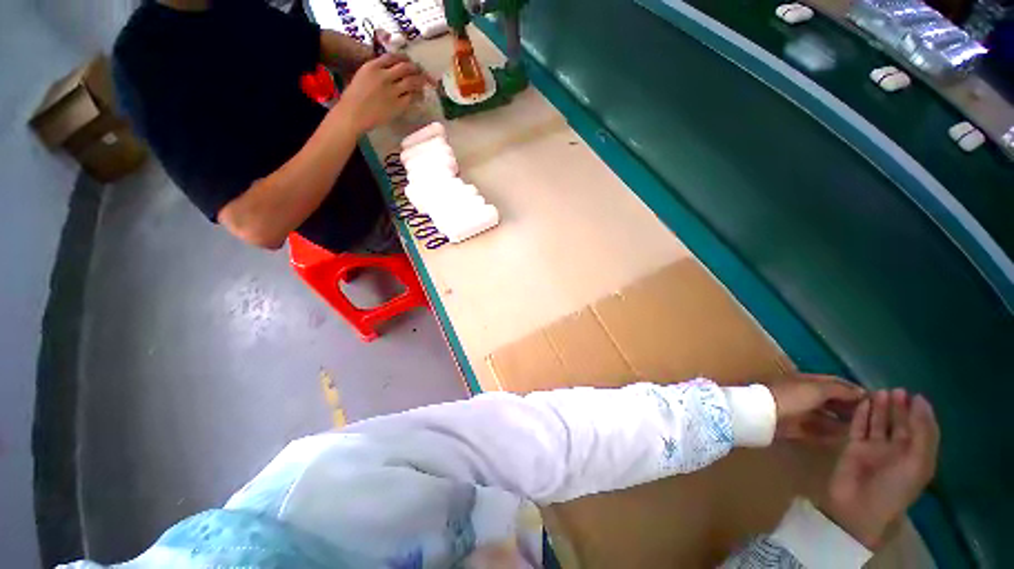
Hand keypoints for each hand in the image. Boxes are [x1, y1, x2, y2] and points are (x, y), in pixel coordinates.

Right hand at [336, 53, 429, 132]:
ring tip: (424, 82)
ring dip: (419, 81)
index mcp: (373, 67)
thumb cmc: (353, 97)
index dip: (403, 58)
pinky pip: (411, 97)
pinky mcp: (398, 105)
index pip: (392, 57)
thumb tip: (389, 70)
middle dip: (414, 68)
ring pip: (411, 82)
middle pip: (405, 68)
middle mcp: (384, 76)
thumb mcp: (362, 75)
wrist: (354, 114)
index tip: (408, 60)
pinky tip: (419, 96)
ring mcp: (392, 91)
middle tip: (419, 71)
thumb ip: (376, 71)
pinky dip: (417, 95)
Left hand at [769, 374, 864, 442]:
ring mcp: (796, 411)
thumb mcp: (816, 389)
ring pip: (823, 417)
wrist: (760, 414)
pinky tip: (841, 441)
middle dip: (849, 408)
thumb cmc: (789, 397)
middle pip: (829, 400)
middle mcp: (802, 394)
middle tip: (872, 419)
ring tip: (860, 431)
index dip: (853, 389)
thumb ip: (838, 390)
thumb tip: (861, 391)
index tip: (875, 400)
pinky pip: (813, 431)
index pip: (834, 382)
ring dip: (840, 422)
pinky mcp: (791, 428)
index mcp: (806, 381)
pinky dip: (827, 435)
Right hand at [822, 389, 939, 549]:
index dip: (920, 413)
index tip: (915, 395)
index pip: (920, 430)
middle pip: (899, 424)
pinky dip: (861, 414)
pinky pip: (859, 427)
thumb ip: (922, 432)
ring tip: (880, 391)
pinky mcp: (853, 446)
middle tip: (896, 390)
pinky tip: (863, 402)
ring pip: (878, 423)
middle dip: (899, 407)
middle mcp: (896, 450)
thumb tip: (921, 401)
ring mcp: (873, 449)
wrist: (860, 505)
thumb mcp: (918, 462)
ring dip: (880, 408)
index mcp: (915, 456)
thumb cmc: (895, 486)